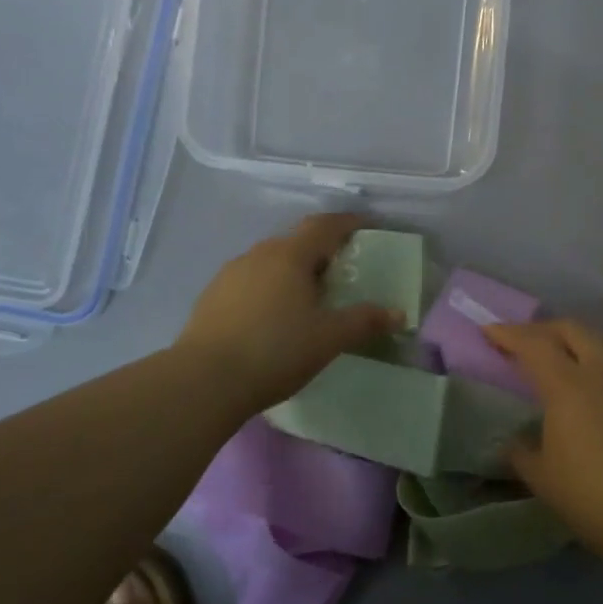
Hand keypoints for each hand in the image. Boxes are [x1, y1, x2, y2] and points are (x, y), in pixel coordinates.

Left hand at [177, 214, 402, 414]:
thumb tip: (398, 313)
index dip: (348, 223)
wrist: (205, 380)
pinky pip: (250, 283)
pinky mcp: (211, 298)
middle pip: (296, 243)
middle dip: (321, 252)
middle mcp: (258, 255)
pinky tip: (272, 319)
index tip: (366, 227)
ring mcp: (229, 275)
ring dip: (292, 273)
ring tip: (307, 300)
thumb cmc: (276, 351)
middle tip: (341, 273)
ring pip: (270, 263)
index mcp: (289, 256)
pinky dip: (269, 290)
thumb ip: (364, 321)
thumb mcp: (329, 339)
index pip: (323, 226)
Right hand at [484, 319, 602, 564]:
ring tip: (579, 354)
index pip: (533, 345)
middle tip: (529, 341)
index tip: (490, 330)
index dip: (508, 334)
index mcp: (567, 386)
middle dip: (545, 329)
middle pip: (573, 330)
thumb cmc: (592, 497)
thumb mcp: (541, 479)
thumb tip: (514, 443)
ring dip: (589, 339)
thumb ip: (522, 453)